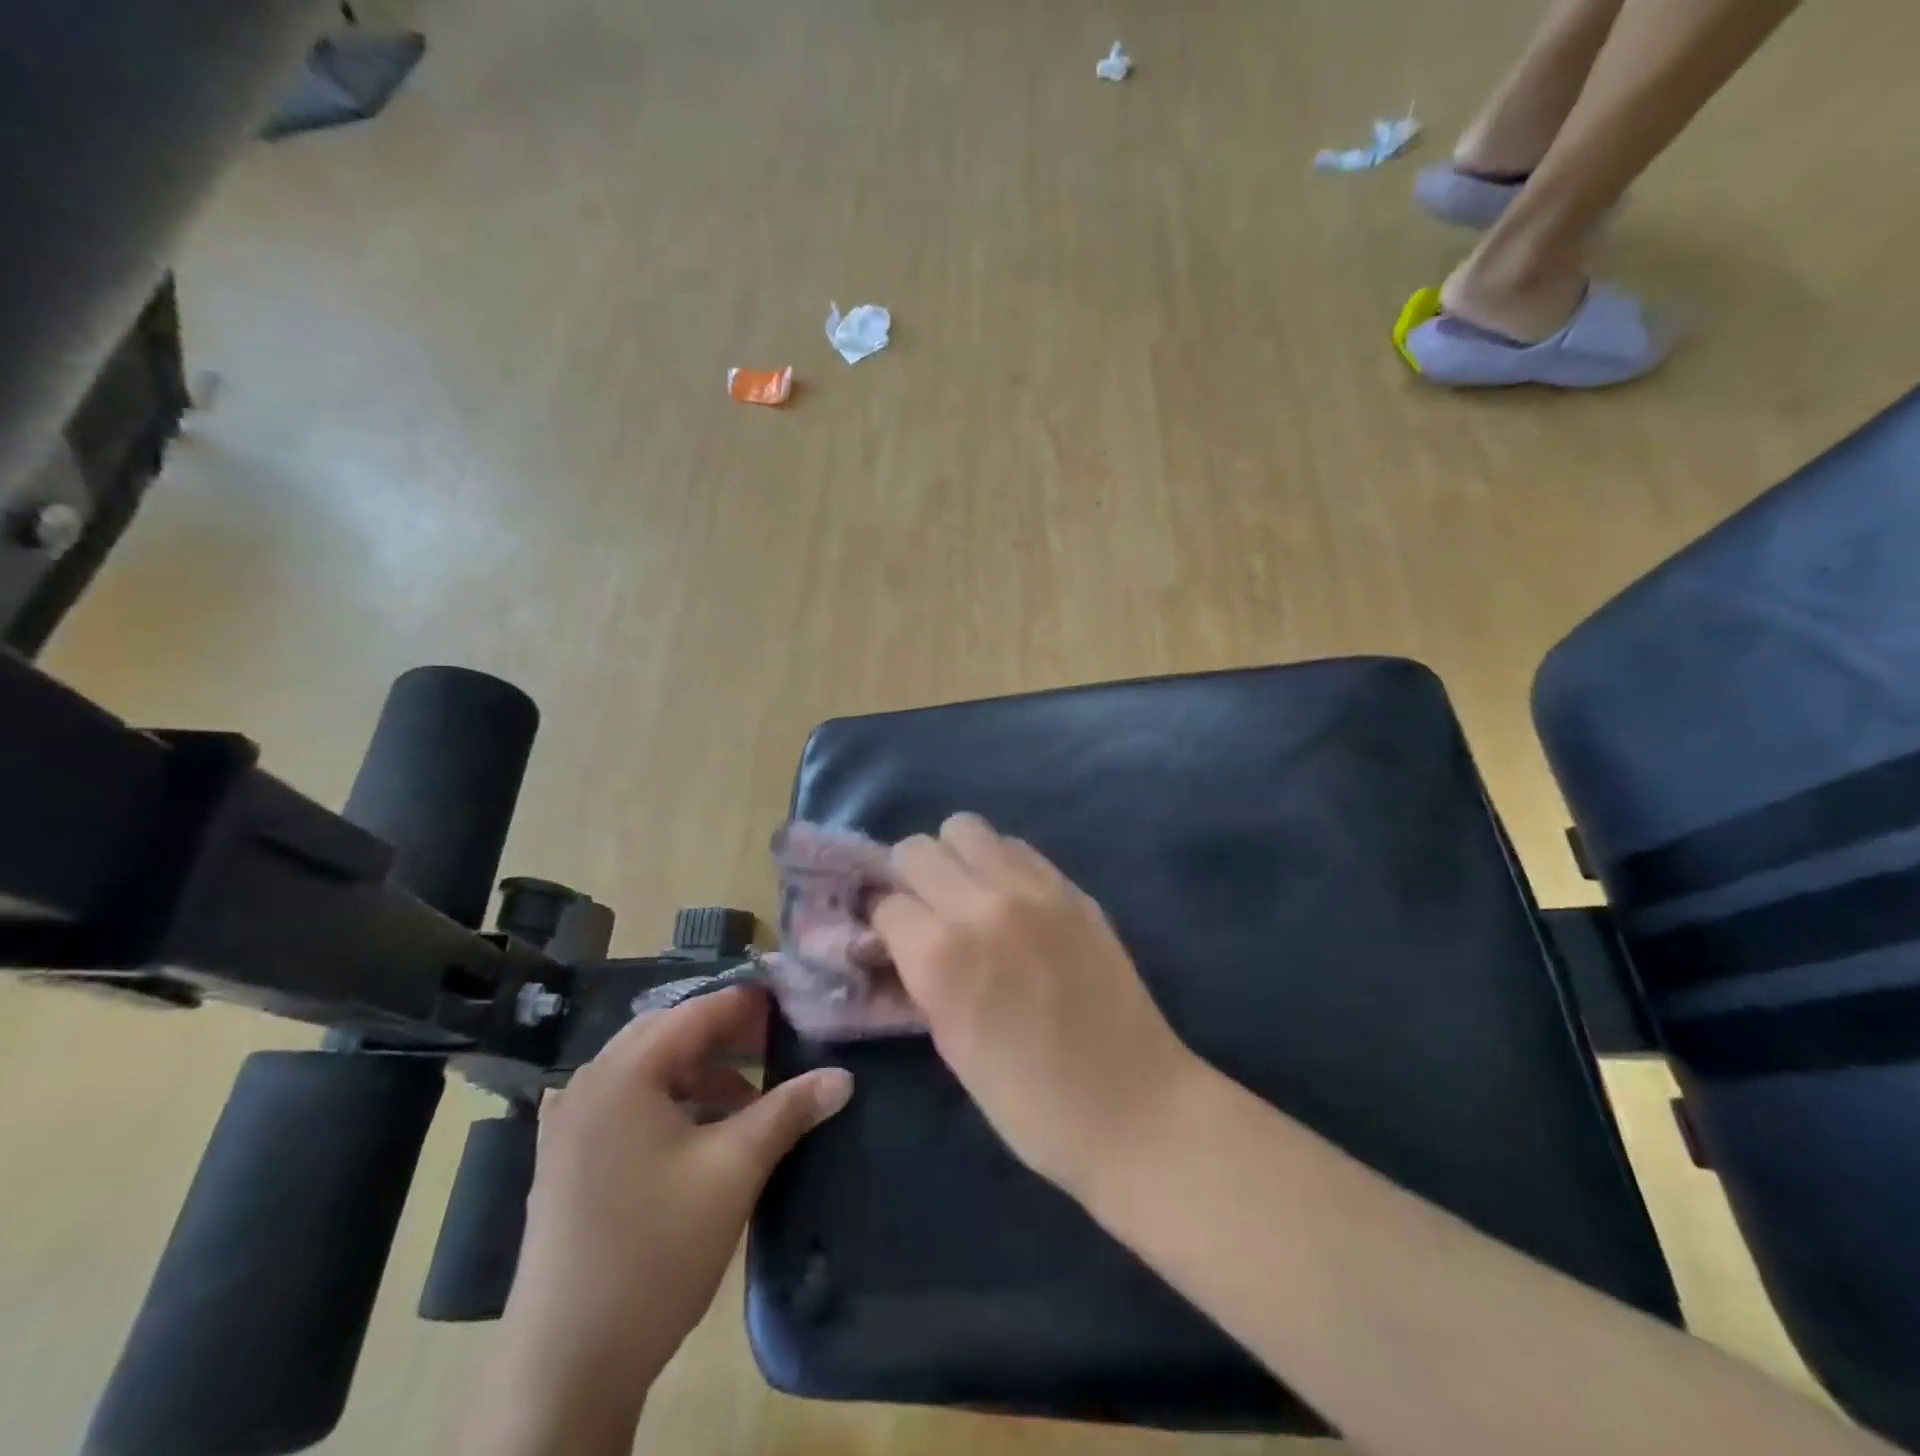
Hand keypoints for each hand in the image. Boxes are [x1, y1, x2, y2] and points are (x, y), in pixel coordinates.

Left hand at [462, 986, 851, 1454]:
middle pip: (668, 1033)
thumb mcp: (734, 1171)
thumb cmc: (655, 1250)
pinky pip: (626, 1103)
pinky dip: (669, 1100)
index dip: (748, 1004)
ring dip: (699, 1072)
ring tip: (747, 1099)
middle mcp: (589, 1084)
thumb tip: (843, 1076)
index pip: (696, 1012)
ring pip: (647, 1070)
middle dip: (724, 1035)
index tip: (794, 1003)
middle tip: (775, 1044)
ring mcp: (569, 1124)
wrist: (565, 1367)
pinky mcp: (565, 1160)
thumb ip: (789, 1111)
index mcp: (623, 1073)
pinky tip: (699, 1131)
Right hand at [870, 813, 1200, 1199]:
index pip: (885, 902)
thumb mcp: (950, 1044)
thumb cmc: (1028, 1102)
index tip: (889, 937)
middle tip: (923, 910)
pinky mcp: (1072, 888)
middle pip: (917, 848)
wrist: (1132, 1107)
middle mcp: (981, 905)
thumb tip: (896, 941)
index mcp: (941, 955)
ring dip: (953, 857)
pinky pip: (1018, 848)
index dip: (882, 922)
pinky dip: (999, 862)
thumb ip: (919, 977)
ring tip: (965, 893)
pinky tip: (1010, 899)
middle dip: (908, 877)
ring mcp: (1033, 889)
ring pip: (966, 828)